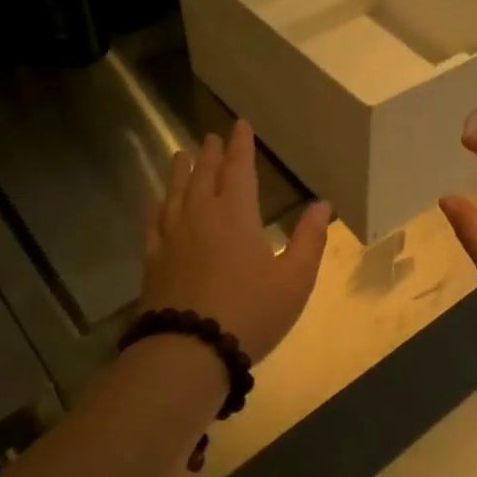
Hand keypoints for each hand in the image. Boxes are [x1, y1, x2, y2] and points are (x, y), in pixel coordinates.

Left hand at [140, 120, 330, 361]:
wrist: (189, 350)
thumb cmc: (251, 313)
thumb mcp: (294, 279)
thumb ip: (309, 240)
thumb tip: (322, 204)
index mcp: (236, 214)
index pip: (239, 168)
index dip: (241, 145)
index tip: (240, 125)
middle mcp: (201, 215)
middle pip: (204, 174)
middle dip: (210, 153)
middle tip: (210, 137)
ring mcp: (172, 236)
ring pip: (176, 192)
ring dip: (181, 171)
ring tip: (181, 154)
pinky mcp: (154, 259)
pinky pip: (154, 222)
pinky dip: (157, 206)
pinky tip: (157, 202)